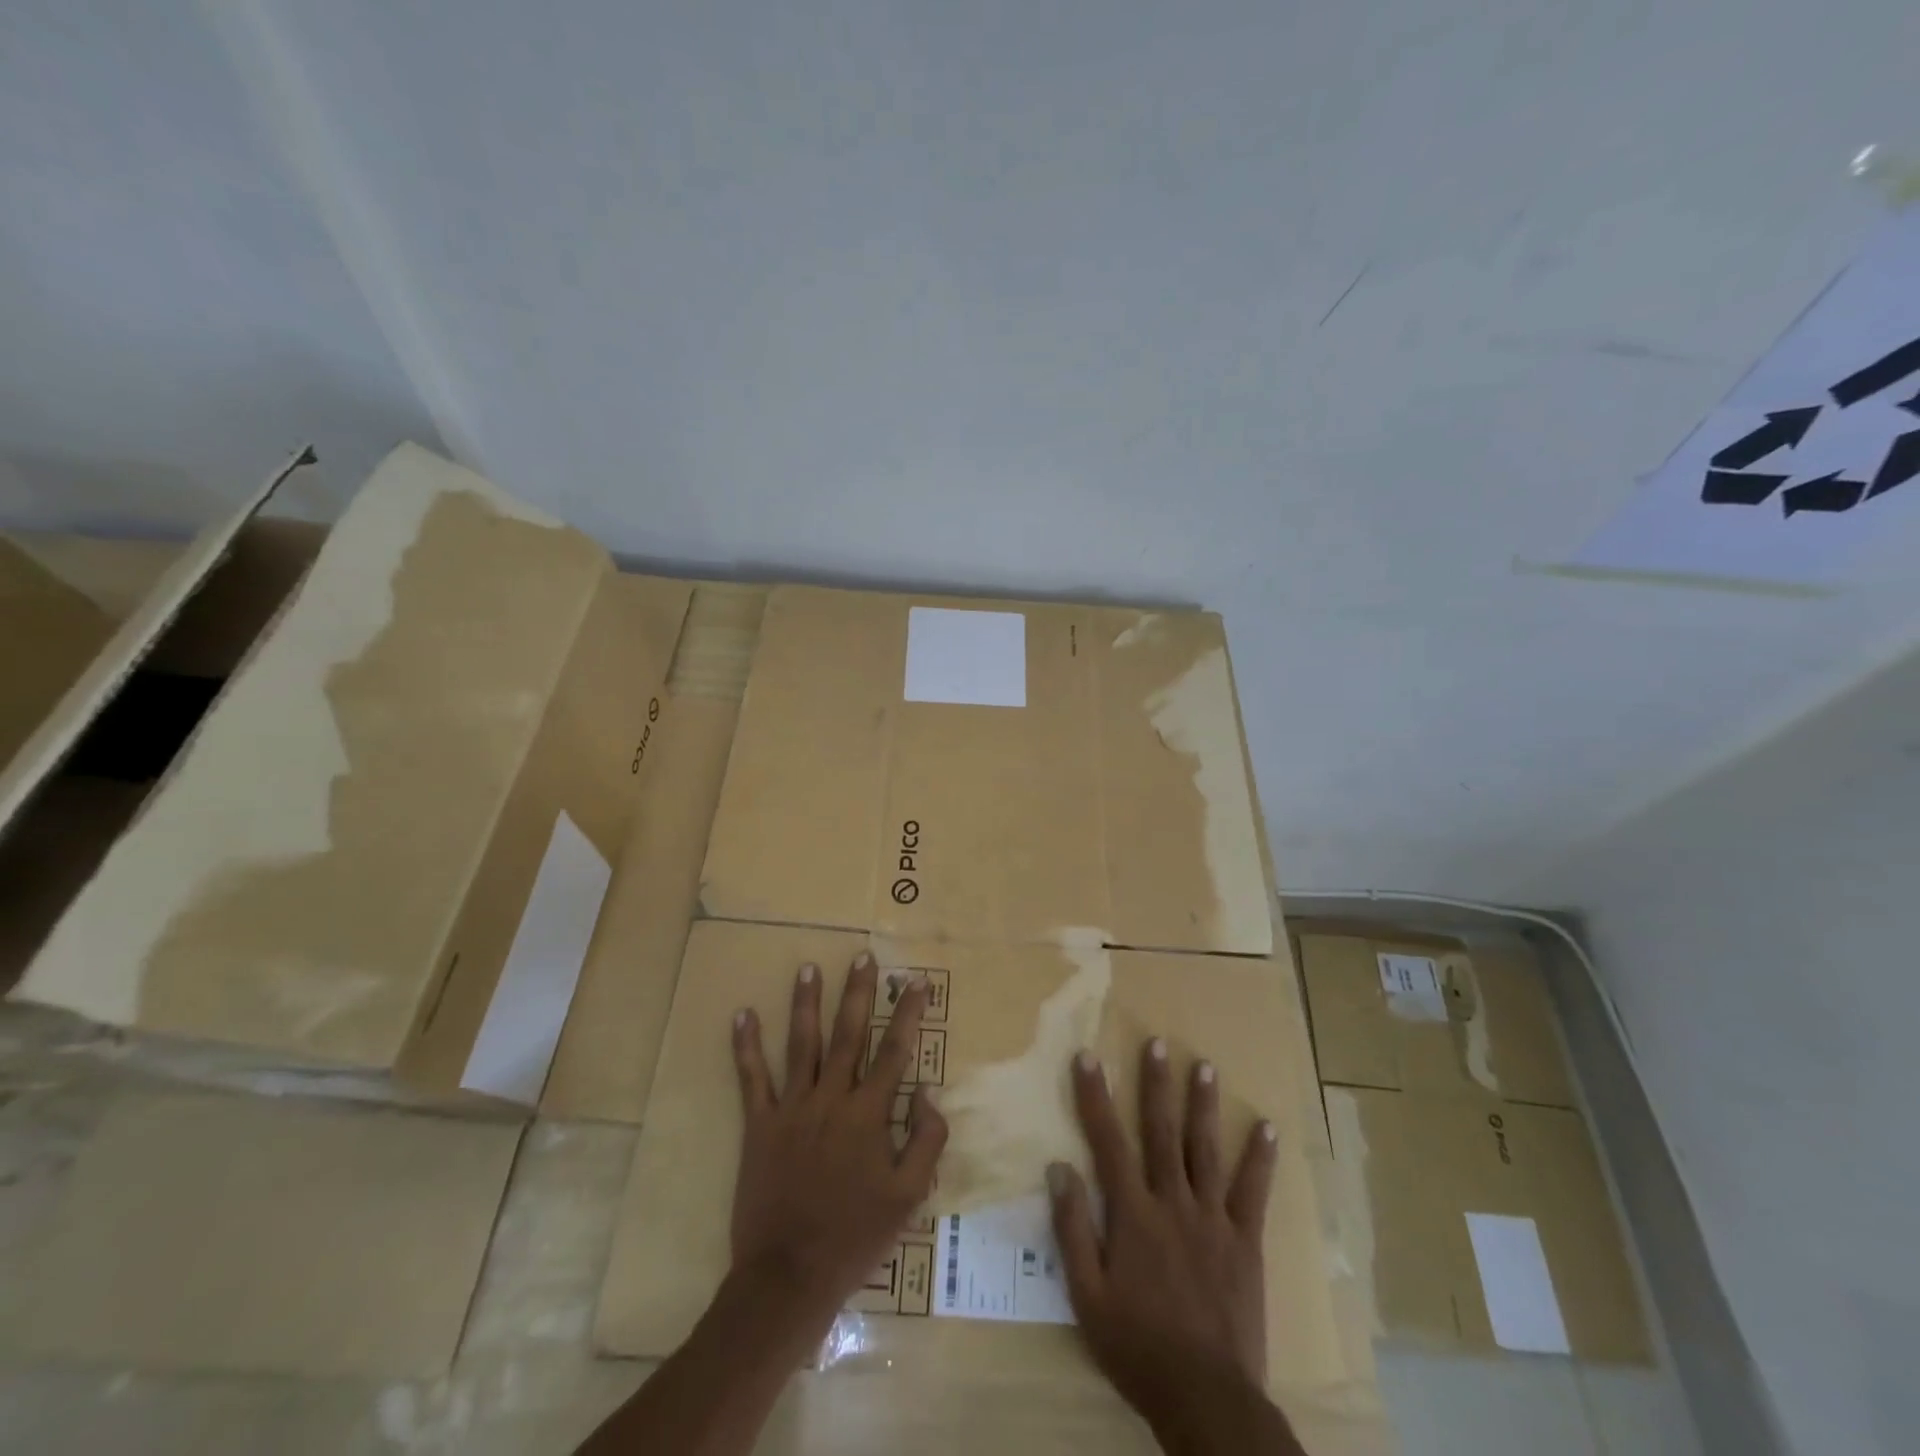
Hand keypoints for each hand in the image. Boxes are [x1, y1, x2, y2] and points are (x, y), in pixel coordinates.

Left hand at [728, 951, 947, 1340]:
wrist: (789, 1275)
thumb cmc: (855, 1235)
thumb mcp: (909, 1196)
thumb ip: (926, 1139)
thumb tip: (928, 1089)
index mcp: (870, 1113)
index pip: (895, 1050)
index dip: (908, 1013)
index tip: (916, 981)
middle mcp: (832, 1098)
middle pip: (849, 1033)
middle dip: (858, 992)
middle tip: (863, 956)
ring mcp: (793, 1107)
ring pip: (803, 1043)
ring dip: (806, 1002)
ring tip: (807, 967)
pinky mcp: (760, 1124)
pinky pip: (751, 1078)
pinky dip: (746, 1045)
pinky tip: (742, 1013)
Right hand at [1048, 1039, 1279, 1430]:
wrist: (1206, 1398)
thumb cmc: (1137, 1347)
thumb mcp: (1087, 1296)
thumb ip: (1071, 1230)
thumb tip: (1059, 1168)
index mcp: (1132, 1214)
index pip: (1108, 1142)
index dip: (1096, 1097)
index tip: (1088, 1057)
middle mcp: (1172, 1203)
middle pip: (1161, 1132)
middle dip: (1157, 1085)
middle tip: (1158, 1043)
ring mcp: (1213, 1220)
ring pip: (1205, 1150)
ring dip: (1204, 1106)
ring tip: (1205, 1067)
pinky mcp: (1245, 1242)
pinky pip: (1253, 1193)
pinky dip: (1260, 1159)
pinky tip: (1268, 1128)